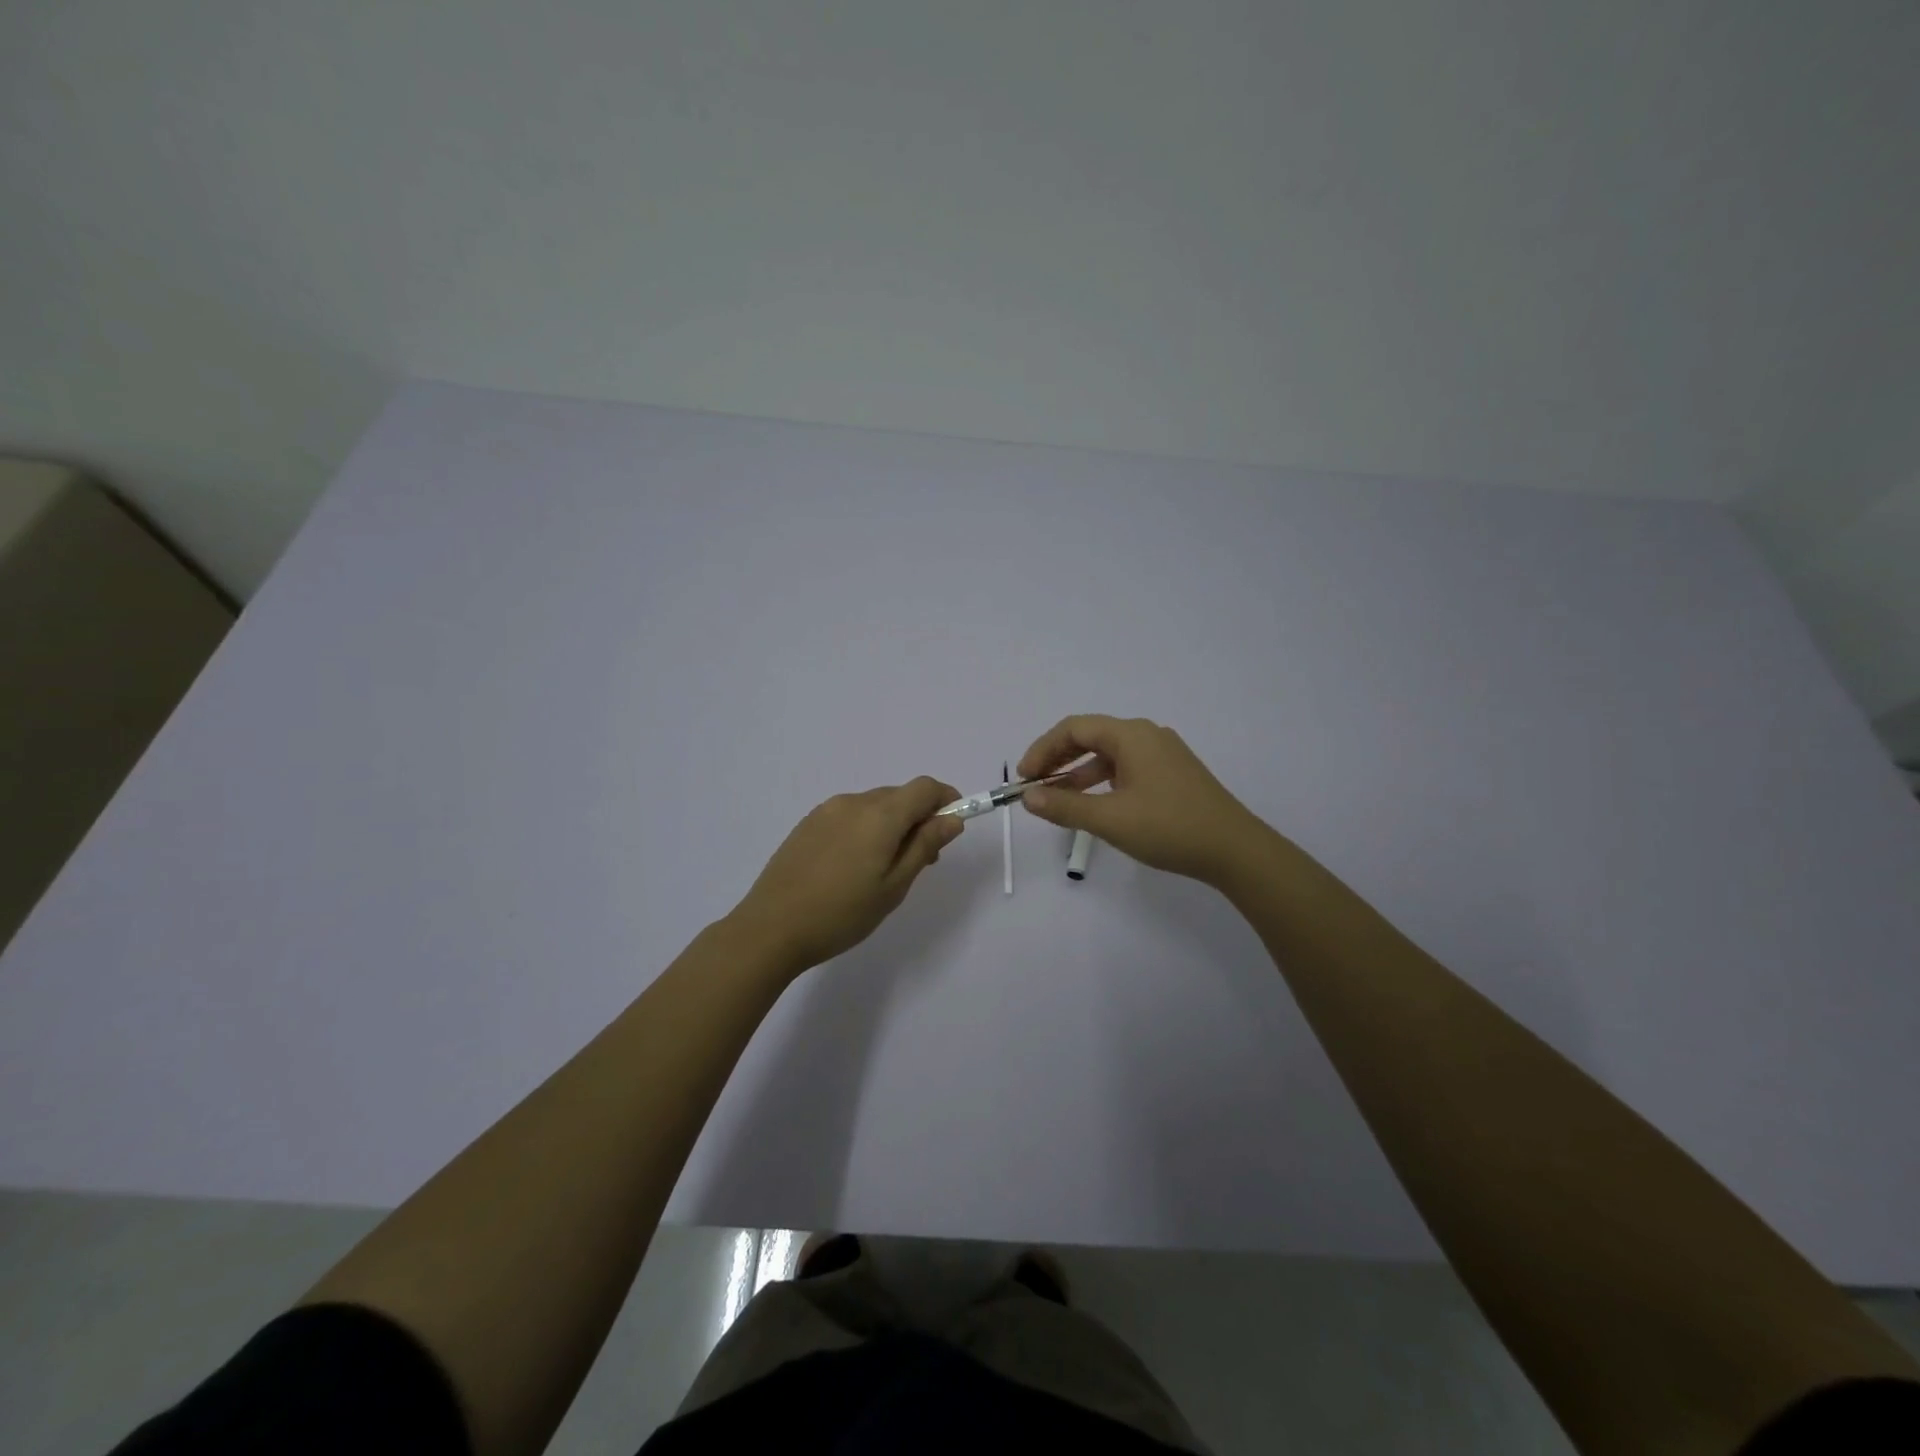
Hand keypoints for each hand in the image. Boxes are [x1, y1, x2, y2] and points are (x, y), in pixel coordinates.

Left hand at [726, 777, 964, 977]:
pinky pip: (849, 815)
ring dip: (891, 824)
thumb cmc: (842, 913)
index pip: (924, 787)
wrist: (770, 928)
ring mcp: (826, 810)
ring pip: (873, 806)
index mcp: (880, 814)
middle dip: (919, 818)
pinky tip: (853, 866)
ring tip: (884, 868)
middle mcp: (854, 802)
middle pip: (899, 796)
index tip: (953, 825)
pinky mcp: (807, 823)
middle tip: (922, 860)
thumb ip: (924, 847)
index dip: (946, 799)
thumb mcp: (894, 886)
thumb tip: (951, 819)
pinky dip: (865, 829)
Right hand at [1017, 715, 1267, 886]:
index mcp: (1131, 735)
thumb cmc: (1169, 828)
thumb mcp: (1110, 819)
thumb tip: (1028, 797)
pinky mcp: (1172, 773)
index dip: (1043, 749)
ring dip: (1078, 772)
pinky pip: (1125, 767)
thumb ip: (1064, 806)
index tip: (1024, 778)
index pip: (1074, 728)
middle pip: (1090, 736)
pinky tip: (1093, 803)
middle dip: (1057, 759)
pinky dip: (1101, 781)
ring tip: (1056, 798)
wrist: (1235, 850)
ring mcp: (1162, 754)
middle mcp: (1147, 735)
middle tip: (1034, 786)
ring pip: (1108, 754)